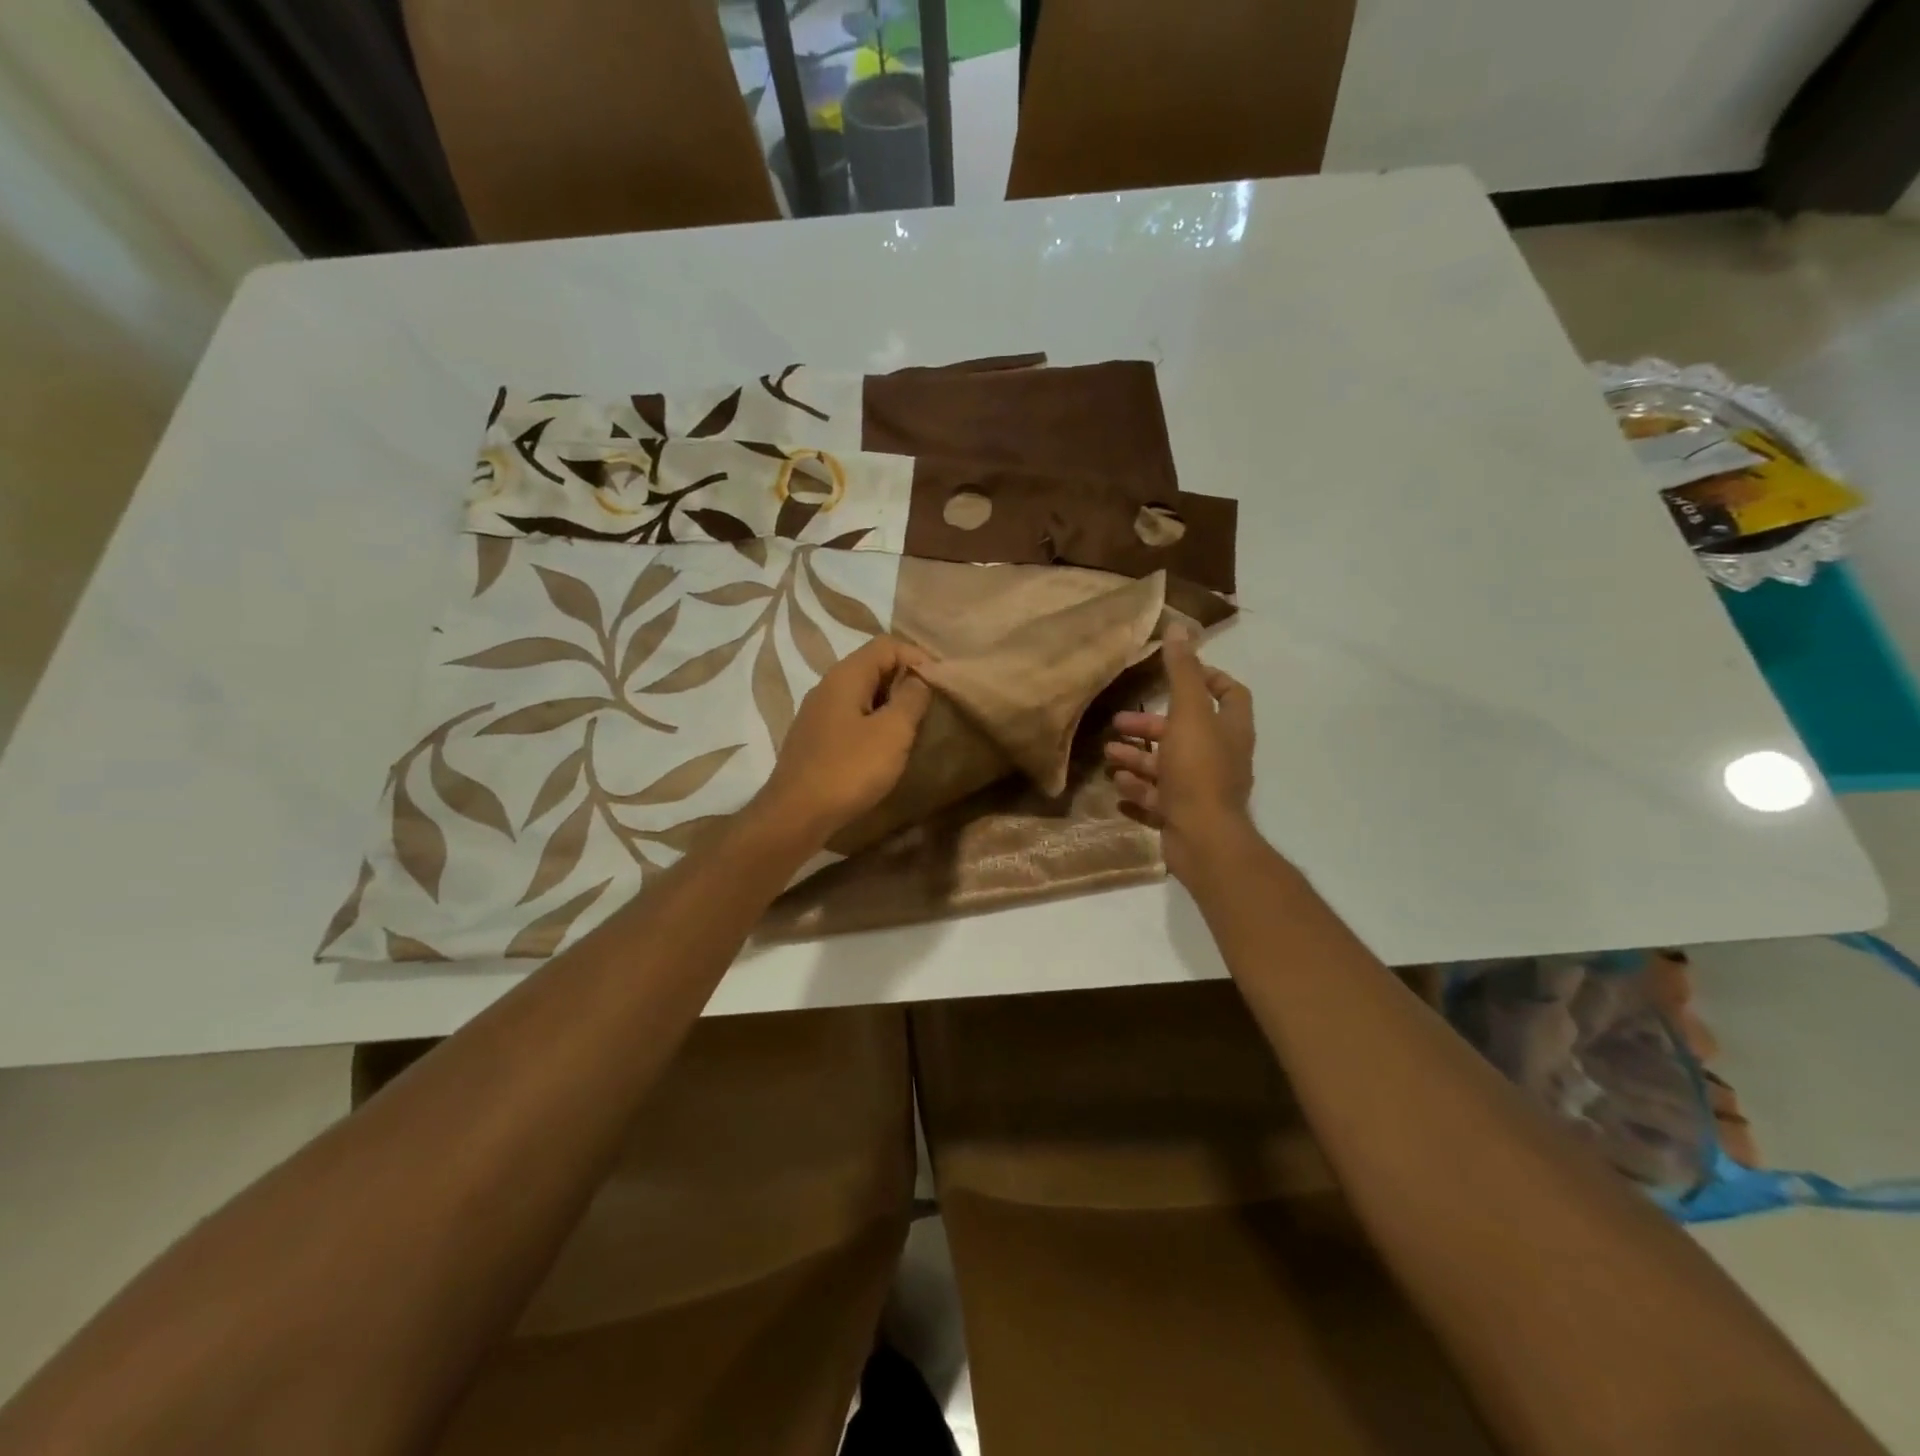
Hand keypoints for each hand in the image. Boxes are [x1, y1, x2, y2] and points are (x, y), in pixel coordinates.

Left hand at [752, 636, 933, 844]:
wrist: (796, 815)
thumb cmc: (849, 769)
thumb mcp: (892, 732)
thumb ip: (911, 698)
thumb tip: (919, 678)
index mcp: (846, 676)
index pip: (887, 645)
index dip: (917, 657)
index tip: (940, 685)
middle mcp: (827, 686)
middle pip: (872, 666)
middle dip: (905, 681)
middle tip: (930, 707)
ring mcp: (817, 713)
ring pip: (861, 694)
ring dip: (889, 705)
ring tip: (912, 728)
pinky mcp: (814, 739)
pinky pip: (850, 717)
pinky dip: (872, 723)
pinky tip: (883, 749)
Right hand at [1104, 628, 1255, 881]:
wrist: (1203, 838)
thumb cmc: (1198, 770)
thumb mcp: (1188, 714)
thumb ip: (1181, 672)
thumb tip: (1179, 627)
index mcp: (1230, 729)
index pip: (1230, 693)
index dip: (1207, 678)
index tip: (1175, 673)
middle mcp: (1220, 756)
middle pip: (1186, 731)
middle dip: (1151, 725)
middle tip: (1119, 722)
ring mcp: (1201, 789)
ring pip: (1166, 765)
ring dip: (1137, 757)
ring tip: (1108, 754)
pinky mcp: (1183, 814)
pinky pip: (1157, 797)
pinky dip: (1137, 789)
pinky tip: (1116, 784)